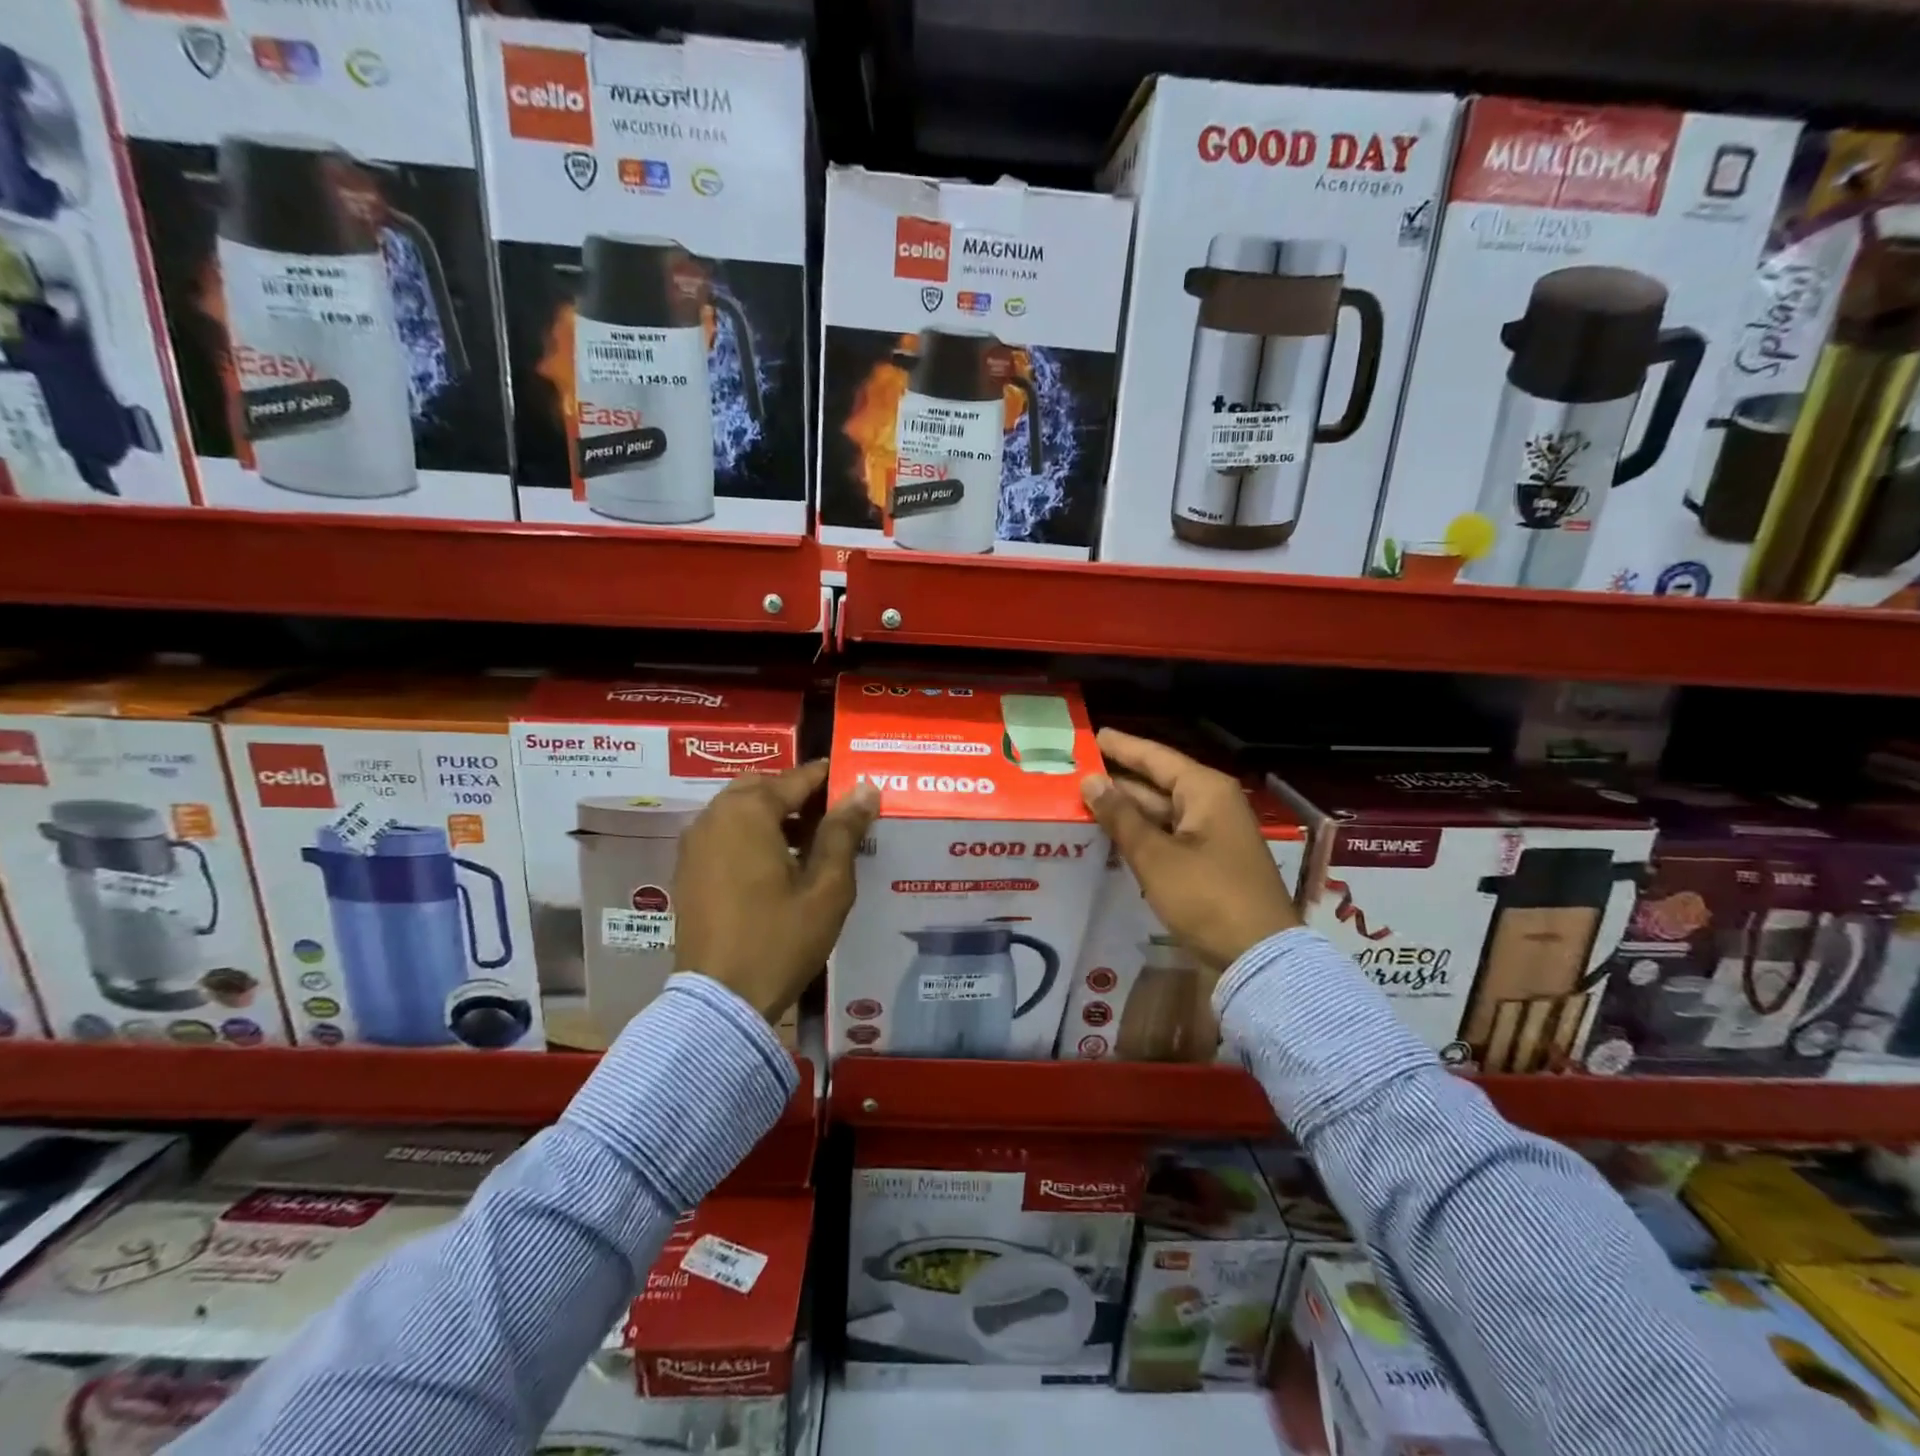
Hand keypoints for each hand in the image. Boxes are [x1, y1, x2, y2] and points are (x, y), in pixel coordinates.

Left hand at [673, 761, 879, 1021]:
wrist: (720, 1000)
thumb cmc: (780, 939)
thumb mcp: (826, 887)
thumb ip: (844, 832)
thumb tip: (865, 789)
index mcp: (748, 812)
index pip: (796, 779)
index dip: (828, 776)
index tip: (855, 777)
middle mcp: (714, 816)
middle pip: (762, 787)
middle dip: (797, 793)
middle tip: (833, 813)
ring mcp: (695, 843)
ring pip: (739, 809)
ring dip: (774, 813)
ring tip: (812, 840)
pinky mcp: (688, 869)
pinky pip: (724, 833)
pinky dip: (751, 833)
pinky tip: (778, 863)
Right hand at [1080, 728, 1300, 972]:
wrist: (1258, 957)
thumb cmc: (1207, 896)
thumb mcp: (1156, 856)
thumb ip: (1121, 816)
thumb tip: (1090, 780)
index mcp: (1205, 791)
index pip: (1155, 757)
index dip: (1122, 747)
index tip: (1092, 736)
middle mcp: (1212, 804)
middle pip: (1158, 783)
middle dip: (1119, 780)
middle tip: (1076, 773)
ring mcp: (1213, 835)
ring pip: (1162, 813)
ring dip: (1127, 810)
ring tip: (1083, 803)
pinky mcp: (1210, 862)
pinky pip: (1169, 836)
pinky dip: (1142, 834)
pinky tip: (1111, 837)